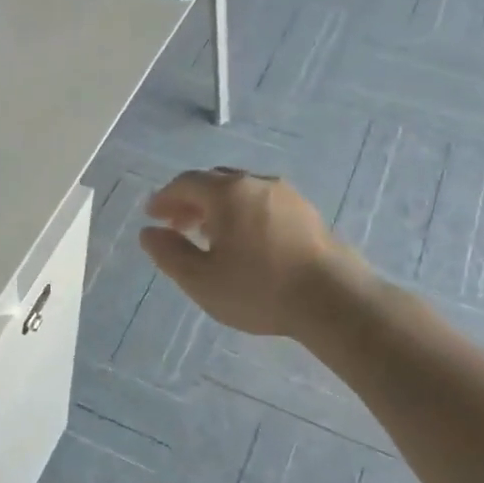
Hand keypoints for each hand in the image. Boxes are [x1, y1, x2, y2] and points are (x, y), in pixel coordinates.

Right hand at [138, 169, 359, 336]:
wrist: (334, 301)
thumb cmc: (258, 289)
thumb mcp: (200, 279)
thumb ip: (169, 253)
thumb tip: (149, 233)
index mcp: (228, 193)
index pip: (186, 183)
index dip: (164, 198)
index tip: (152, 216)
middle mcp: (257, 184)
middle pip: (214, 181)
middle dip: (190, 200)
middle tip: (175, 225)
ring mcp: (287, 196)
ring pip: (241, 191)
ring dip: (217, 207)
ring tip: (207, 234)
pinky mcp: (307, 214)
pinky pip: (263, 203)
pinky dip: (242, 213)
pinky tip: (243, 241)